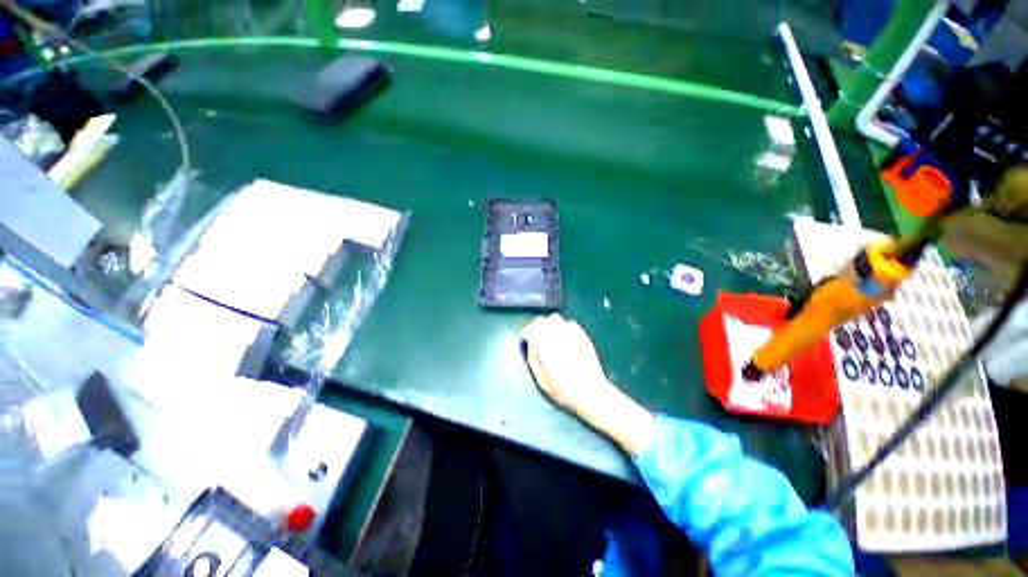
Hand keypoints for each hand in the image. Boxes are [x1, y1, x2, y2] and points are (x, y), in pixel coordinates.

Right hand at [519, 314, 609, 414]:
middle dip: (535, 327)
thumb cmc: (565, 391)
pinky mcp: (583, 335)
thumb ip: (533, 361)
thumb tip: (530, 346)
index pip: (530, 331)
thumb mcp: (542, 381)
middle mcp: (557, 338)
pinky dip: (564, 327)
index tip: (524, 339)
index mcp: (545, 349)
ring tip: (550, 334)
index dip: (524, 333)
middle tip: (535, 336)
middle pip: (541, 321)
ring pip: (555, 318)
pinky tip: (564, 336)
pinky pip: (570, 323)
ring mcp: (571, 335)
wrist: (592, 392)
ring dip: (549, 324)